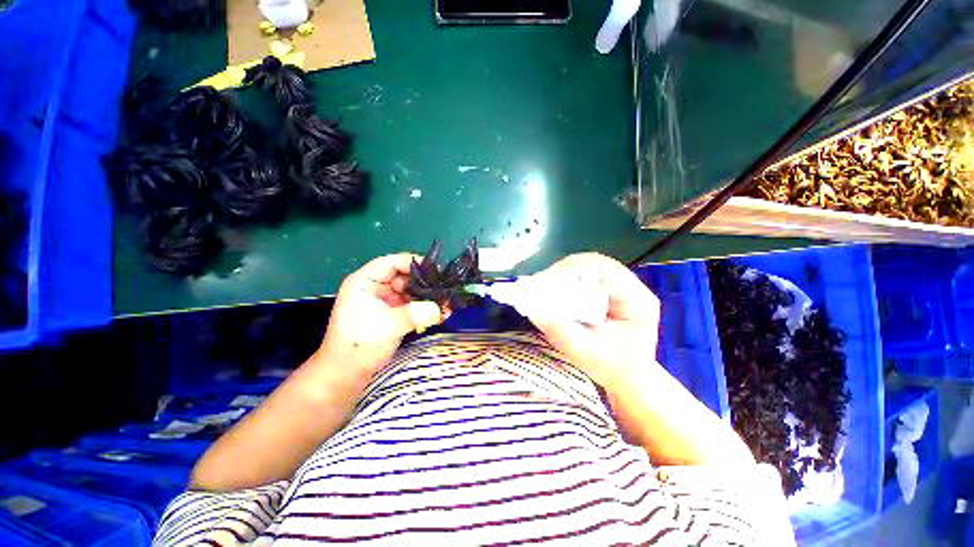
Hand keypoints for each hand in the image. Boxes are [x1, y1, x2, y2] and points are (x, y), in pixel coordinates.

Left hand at [317, 253, 444, 373]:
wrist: (347, 375)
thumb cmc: (359, 345)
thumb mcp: (388, 325)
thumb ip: (415, 314)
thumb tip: (441, 308)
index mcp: (365, 281)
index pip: (392, 262)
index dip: (414, 263)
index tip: (436, 271)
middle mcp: (376, 287)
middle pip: (405, 276)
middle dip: (426, 282)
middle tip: (446, 289)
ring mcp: (385, 301)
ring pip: (411, 291)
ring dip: (429, 297)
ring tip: (448, 303)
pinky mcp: (393, 313)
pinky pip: (413, 305)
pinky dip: (426, 308)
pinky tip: (441, 313)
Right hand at [526, 253, 661, 388]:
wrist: (627, 378)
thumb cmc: (612, 368)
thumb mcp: (585, 353)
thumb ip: (560, 331)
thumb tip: (533, 309)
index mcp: (637, 299)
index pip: (604, 269)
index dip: (573, 269)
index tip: (548, 280)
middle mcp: (631, 287)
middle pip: (594, 263)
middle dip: (565, 270)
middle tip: (541, 282)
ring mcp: (620, 287)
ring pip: (588, 267)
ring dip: (564, 274)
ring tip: (544, 285)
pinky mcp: (608, 291)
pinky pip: (585, 276)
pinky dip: (567, 280)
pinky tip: (554, 289)